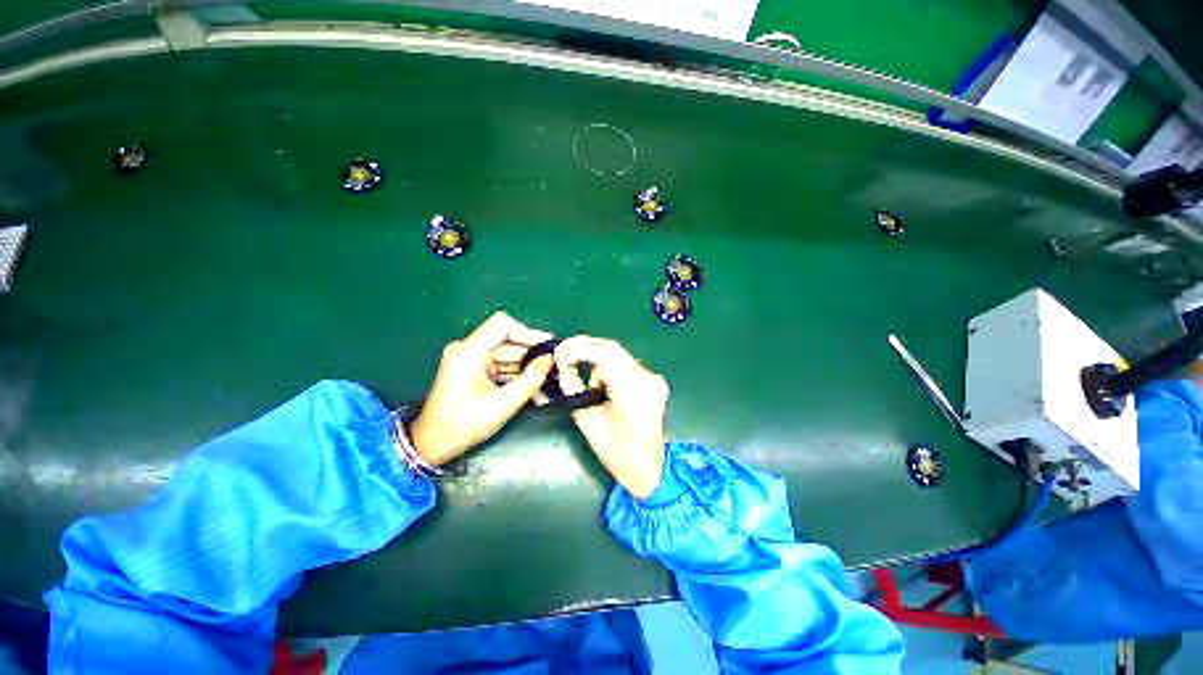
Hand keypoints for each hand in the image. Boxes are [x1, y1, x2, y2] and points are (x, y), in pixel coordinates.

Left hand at [409, 312, 554, 464]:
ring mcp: (470, 359)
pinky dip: (516, 375)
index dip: (527, 332)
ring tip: (547, 382)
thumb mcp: (504, 403)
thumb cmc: (465, 424)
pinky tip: (533, 388)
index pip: (502, 325)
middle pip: (507, 342)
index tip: (547, 346)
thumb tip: (550, 359)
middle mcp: (467, 349)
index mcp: (469, 352)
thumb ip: (531, 379)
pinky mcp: (473, 370)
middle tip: (553, 367)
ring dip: (526, 368)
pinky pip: (500, 366)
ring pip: (507, 355)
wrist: (433, 445)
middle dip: (531, 356)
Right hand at [554, 337, 667, 498]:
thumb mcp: (585, 418)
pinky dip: (607, 366)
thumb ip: (572, 385)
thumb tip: (564, 362)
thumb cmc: (615, 451)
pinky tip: (600, 383)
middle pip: (612, 348)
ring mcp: (653, 378)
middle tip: (563, 353)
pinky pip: (625, 363)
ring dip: (595, 357)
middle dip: (584, 346)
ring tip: (580, 373)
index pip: (604, 354)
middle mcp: (647, 378)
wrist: (647, 468)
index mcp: (632, 391)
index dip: (578, 349)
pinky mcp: (653, 380)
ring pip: (618, 353)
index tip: (558, 354)